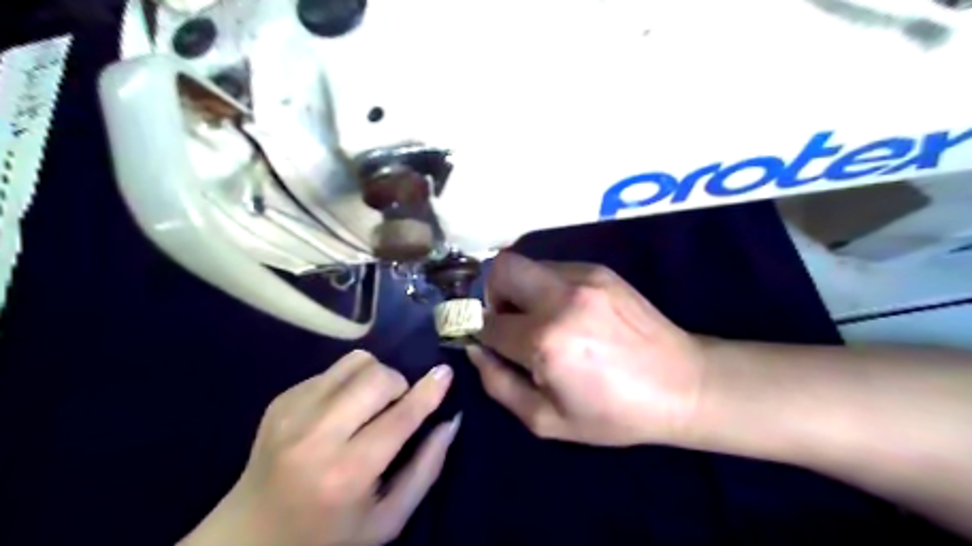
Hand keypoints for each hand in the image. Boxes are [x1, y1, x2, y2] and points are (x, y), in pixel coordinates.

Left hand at [181, 349, 460, 545]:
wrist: (249, 537)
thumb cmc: (329, 534)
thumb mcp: (387, 519)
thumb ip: (425, 469)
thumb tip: (451, 421)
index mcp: (346, 473)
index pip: (400, 417)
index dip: (428, 391)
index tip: (445, 372)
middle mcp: (316, 436)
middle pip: (377, 377)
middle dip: (399, 385)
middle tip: (396, 407)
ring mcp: (292, 413)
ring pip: (356, 362)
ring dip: (375, 377)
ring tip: (369, 405)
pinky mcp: (280, 400)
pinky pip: (333, 370)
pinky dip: (349, 383)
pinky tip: (340, 411)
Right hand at [469, 255, 706, 445]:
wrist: (683, 384)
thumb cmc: (614, 413)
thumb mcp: (547, 420)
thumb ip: (499, 384)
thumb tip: (474, 349)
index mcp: (545, 341)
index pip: (488, 323)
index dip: (477, 331)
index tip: (481, 338)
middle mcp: (560, 298)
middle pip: (501, 268)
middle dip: (490, 293)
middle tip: (505, 319)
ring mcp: (583, 277)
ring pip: (527, 265)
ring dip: (520, 290)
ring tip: (539, 318)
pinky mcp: (600, 270)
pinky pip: (554, 269)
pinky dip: (546, 287)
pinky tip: (567, 312)